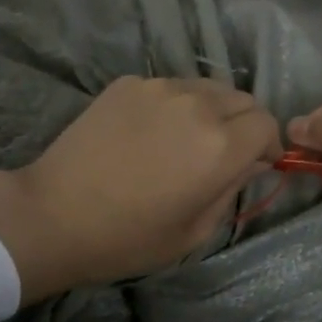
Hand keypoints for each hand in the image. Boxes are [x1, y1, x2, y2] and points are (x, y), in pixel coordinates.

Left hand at [0, 76, 280, 303]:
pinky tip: (152, 132)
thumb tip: (250, 162)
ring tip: (189, 139)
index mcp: (219, 145)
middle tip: (226, 153)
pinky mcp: (128, 83)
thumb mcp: (195, 231)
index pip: (267, 124)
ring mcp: (159, 88)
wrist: (53, 214)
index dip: (268, 145)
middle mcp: (196, 105)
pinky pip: (170, 87)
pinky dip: (176, 105)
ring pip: (207, 88)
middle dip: (245, 124)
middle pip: (242, 99)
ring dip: (212, 110)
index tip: (257, 164)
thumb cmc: (128, 238)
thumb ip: (233, 189)